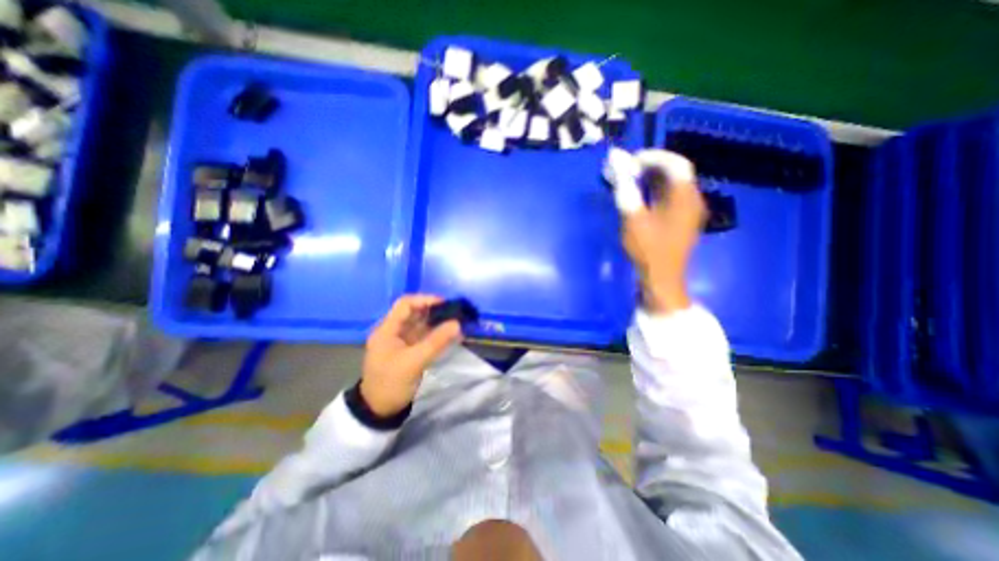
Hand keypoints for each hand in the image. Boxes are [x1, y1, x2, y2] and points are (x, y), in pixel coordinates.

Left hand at [363, 296, 464, 418]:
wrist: (379, 410)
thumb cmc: (391, 383)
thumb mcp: (414, 362)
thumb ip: (436, 342)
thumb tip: (457, 323)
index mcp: (387, 329)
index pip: (405, 304)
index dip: (425, 300)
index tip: (445, 304)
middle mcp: (393, 331)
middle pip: (414, 312)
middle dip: (434, 310)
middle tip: (454, 313)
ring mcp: (401, 341)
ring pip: (420, 324)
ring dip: (437, 322)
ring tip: (455, 322)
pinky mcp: (408, 350)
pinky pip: (423, 336)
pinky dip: (436, 334)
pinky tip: (449, 335)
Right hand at [622, 149, 703, 312]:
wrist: (662, 278)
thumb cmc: (648, 249)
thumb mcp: (633, 219)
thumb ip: (626, 191)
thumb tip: (618, 168)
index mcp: (684, 197)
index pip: (676, 164)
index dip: (654, 157)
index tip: (632, 161)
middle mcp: (693, 200)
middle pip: (677, 173)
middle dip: (653, 167)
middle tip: (630, 170)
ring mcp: (690, 211)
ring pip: (675, 185)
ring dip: (654, 179)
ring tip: (632, 181)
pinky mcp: (684, 221)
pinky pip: (673, 197)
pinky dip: (658, 191)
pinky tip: (642, 197)